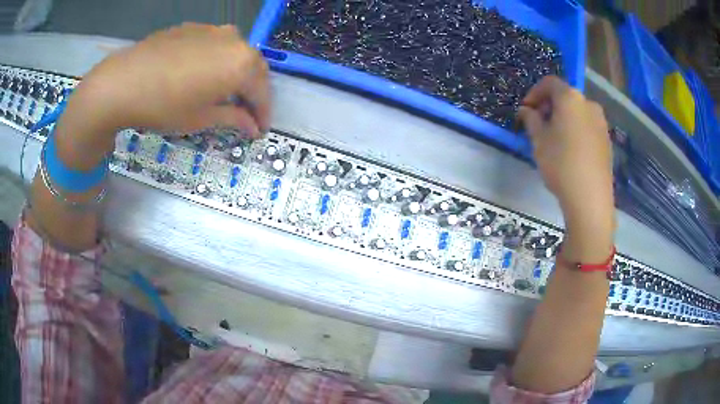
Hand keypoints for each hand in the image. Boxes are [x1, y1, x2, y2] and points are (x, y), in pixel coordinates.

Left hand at [65, 23, 269, 142]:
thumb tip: (252, 126)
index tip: (260, 130)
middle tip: (245, 113)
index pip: (262, 92)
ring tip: (224, 92)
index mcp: (242, 64)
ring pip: (234, 53)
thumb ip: (233, 119)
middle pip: (252, 68)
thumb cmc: (164, 105)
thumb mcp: (201, 119)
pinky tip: (201, 74)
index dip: (263, 114)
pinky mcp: (193, 28)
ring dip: (235, 73)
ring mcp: (213, 30)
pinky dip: (215, 61)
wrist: (123, 81)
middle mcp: (234, 40)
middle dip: (252, 92)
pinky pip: (213, 45)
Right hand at [518, 76, 614, 261]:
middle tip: (539, 125)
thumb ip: (531, 119)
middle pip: (566, 97)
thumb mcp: (539, 140)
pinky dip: (577, 131)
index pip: (550, 83)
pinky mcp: (607, 141)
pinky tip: (571, 151)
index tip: (526, 109)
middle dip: (550, 107)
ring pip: (578, 113)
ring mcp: (601, 123)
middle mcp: (589, 104)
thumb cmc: (561, 164)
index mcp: (570, 98)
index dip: (535, 93)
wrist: (590, 198)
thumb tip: (526, 110)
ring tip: (555, 139)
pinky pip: (588, 127)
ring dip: (564, 119)